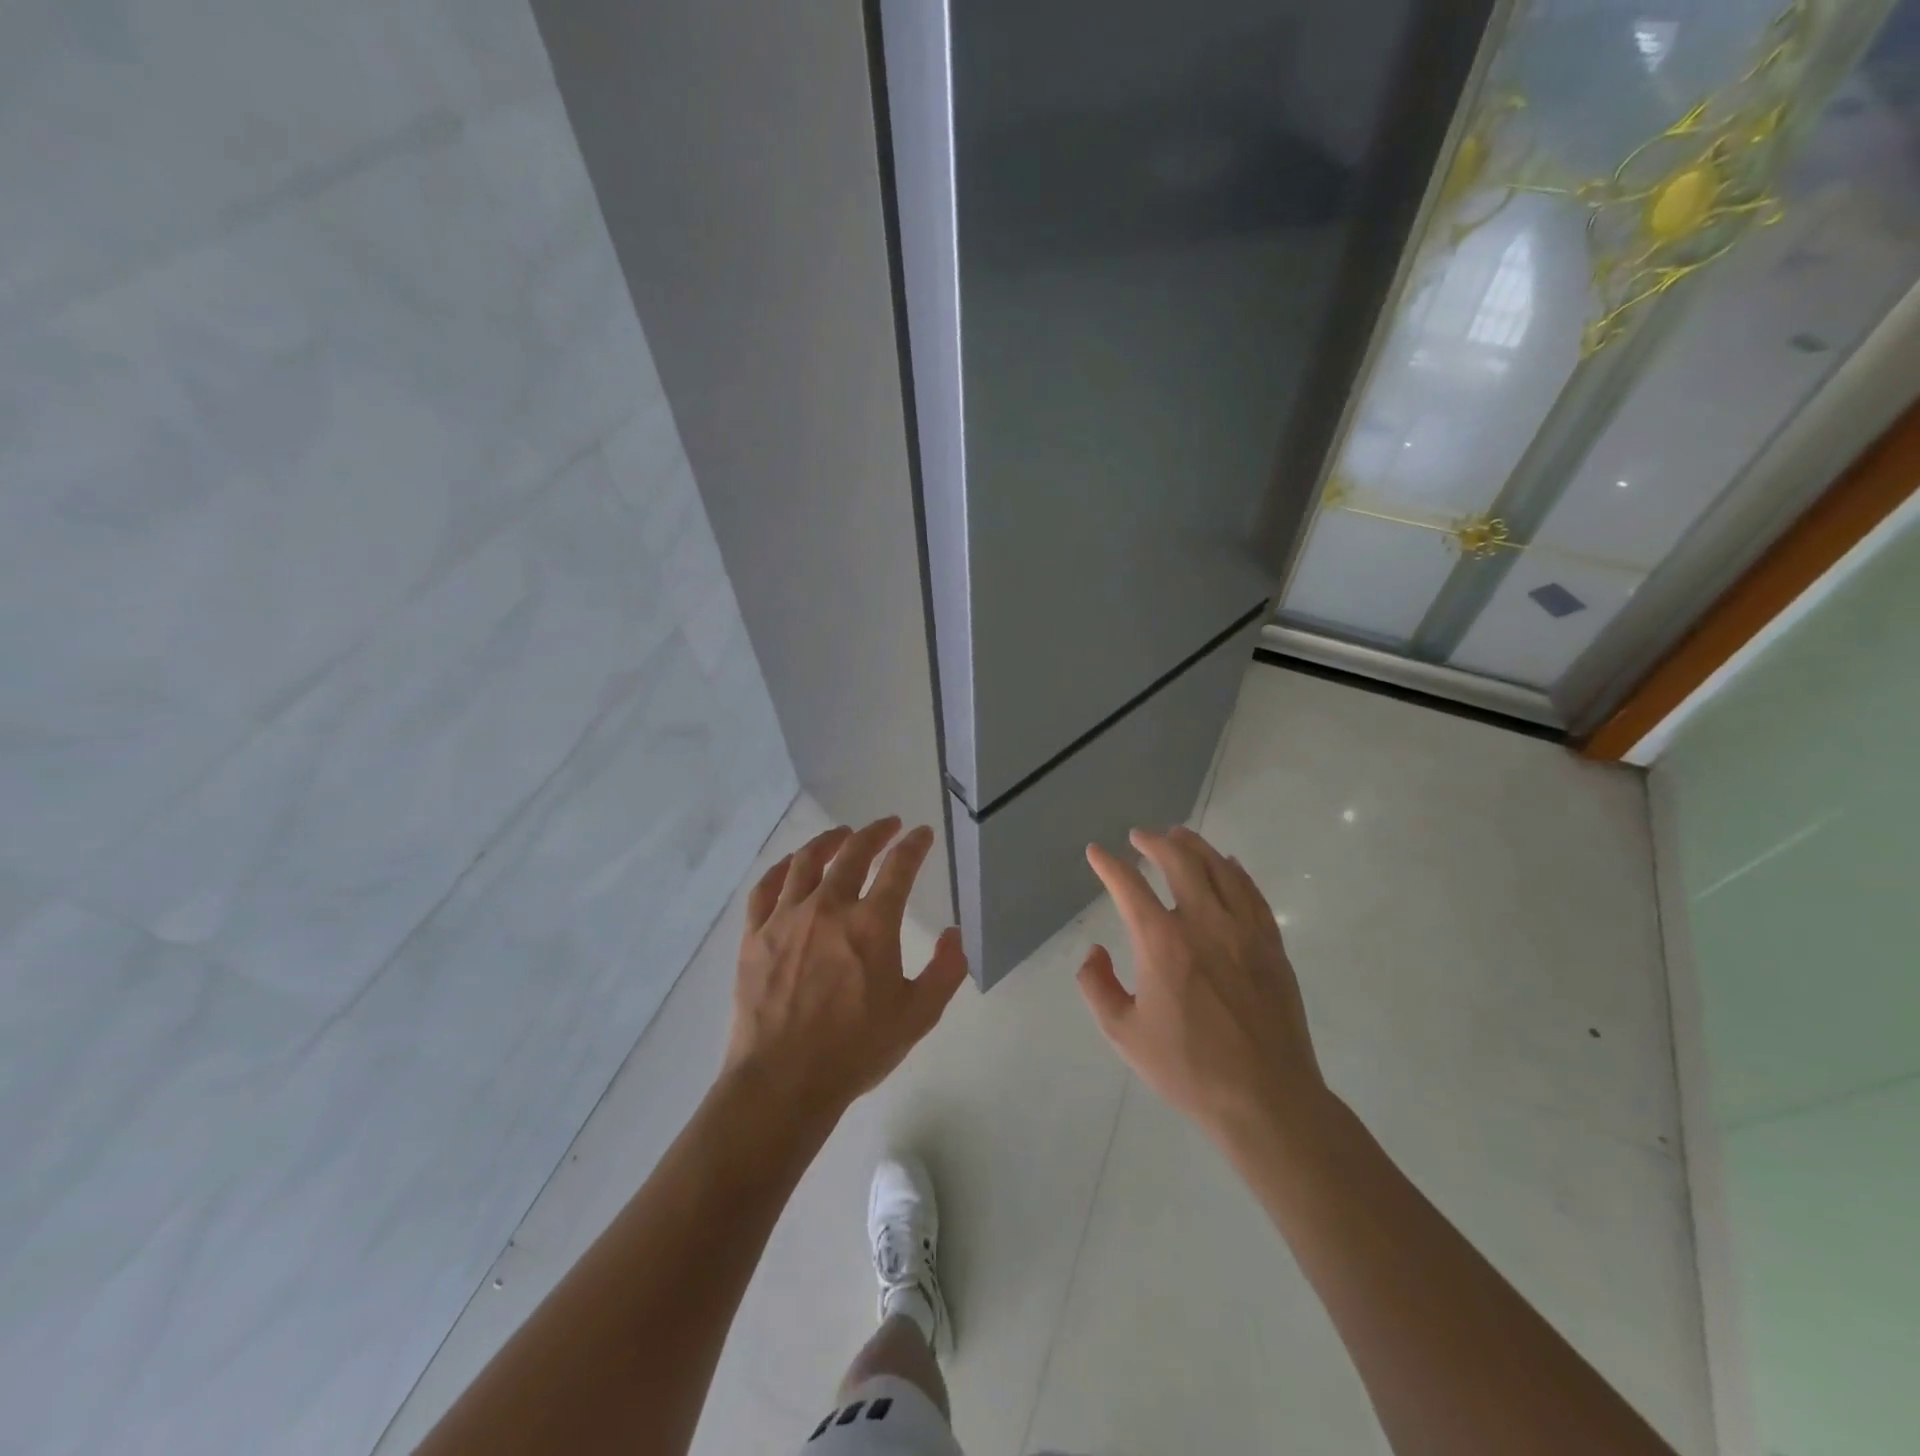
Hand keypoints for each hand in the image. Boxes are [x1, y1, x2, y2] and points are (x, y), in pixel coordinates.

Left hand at [726, 818, 968, 1121]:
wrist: (782, 1083)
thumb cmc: (855, 1051)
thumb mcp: (918, 1016)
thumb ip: (946, 971)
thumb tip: (954, 933)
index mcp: (872, 925)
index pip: (899, 868)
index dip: (913, 845)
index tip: (921, 834)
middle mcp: (829, 908)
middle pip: (853, 852)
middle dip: (875, 832)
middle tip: (887, 825)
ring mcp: (786, 919)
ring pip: (807, 861)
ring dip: (829, 840)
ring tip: (842, 834)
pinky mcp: (755, 935)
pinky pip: (766, 888)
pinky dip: (782, 868)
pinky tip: (791, 865)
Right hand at [1078, 826, 1328, 1147]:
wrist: (1266, 1098)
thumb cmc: (1188, 1068)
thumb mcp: (1124, 1033)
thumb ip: (1097, 986)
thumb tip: (1095, 951)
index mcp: (1162, 943)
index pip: (1129, 886)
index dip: (1109, 865)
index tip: (1097, 853)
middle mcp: (1204, 923)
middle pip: (1179, 862)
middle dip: (1154, 842)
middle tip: (1140, 836)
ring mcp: (1244, 931)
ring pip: (1219, 869)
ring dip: (1195, 846)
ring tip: (1179, 835)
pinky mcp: (1271, 945)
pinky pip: (1252, 893)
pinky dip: (1235, 871)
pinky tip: (1227, 865)